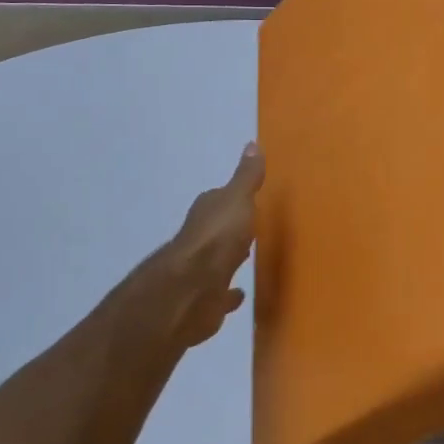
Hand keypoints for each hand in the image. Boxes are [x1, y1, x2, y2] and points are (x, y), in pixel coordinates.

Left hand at [142, 144, 264, 349]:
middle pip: (217, 229)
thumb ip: (247, 177)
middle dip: (231, 227)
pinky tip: (240, 294)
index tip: (249, 197)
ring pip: (218, 260)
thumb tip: (252, 143)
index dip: (232, 198)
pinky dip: (229, 293)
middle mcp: (200, 238)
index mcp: (207, 212)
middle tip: (251, 227)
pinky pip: (221, 293)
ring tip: (248, 258)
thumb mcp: (237, 199)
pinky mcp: (206, 300)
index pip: (219, 199)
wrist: (191, 290)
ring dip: (230, 257)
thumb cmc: (217, 238)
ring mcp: (200, 271)